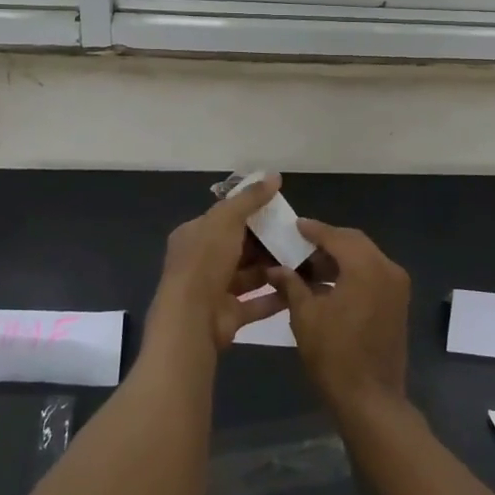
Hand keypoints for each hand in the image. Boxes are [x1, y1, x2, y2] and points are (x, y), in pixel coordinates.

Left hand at [149, 175, 287, 351]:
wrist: (192, 318)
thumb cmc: (206, 260)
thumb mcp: (227, 219)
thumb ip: (250, 198)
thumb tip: (274, 175)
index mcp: (194, 235)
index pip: (223, 218)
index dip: (249, 212)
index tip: (277, 209)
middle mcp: (202, 261)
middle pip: (239, 247)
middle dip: (265, 242)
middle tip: (295, 235)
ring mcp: (215, 290)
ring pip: (249, 275)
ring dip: (272, 268)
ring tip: (302, 259)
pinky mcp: (229, 315)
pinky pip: (257, 302)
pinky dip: (276, 296)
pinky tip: (298, 287)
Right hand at [266, 220, 409, 414]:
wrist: (371, 400)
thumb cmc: (334, 355)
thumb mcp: (305, 316)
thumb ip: (291, 285)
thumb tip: (275, 269)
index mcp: (366, 266)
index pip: (336, 236)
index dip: (313, 230)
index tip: (294, 225)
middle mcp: (387, 268)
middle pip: (354, 242)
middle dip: (327, 242)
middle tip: (300, 245)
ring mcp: (396, 286)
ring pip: (365, 258)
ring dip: (339, 259)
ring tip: (309, 267)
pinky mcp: (398, 303)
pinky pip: (372, 275)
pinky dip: (352, 273)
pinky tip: (327, 285)